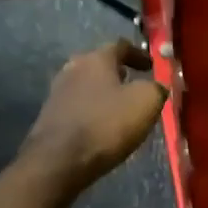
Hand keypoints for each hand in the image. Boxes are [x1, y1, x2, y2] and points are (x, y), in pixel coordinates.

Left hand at [21, 40, 167, 189]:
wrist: (58, 161)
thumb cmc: (106, 125)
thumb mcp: (146, 103)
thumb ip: (156, 88)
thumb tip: (157, 87)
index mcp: (96, 59)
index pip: (120, 46)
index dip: (139, 54)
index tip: (151, 66)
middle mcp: (73, 69)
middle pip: (99, 64)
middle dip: (118, 73)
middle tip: (134, 84)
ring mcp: (57, 93)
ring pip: (87, 85)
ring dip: (104, 93)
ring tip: (120, 107)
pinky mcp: (50, 117)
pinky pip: (78, 107)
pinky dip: (92, 110)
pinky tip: (102, 125)